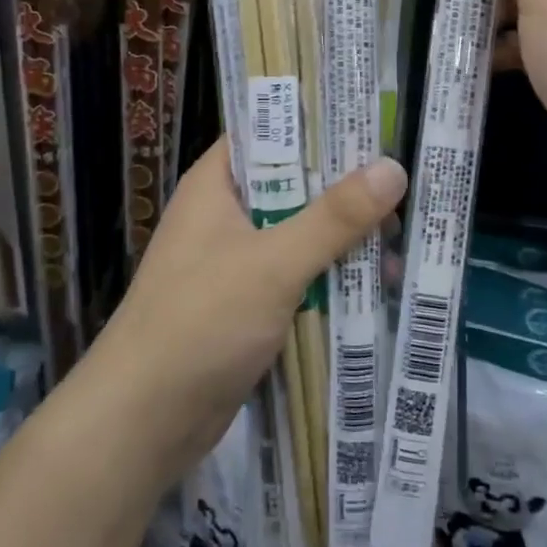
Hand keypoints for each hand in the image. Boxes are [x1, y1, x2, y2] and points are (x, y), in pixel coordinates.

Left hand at [81, 139, 406, 485]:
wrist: (142, 423)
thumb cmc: (200, 322)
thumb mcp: (273, 263)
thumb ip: (334, 217)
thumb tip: (393, 167)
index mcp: (218, 184)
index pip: (269, 132)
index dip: (317, 123)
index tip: (372, 124)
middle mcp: (225, 215)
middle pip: (293, 185)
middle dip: (345, 189)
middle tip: (404, 185)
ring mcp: (236, 261)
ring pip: (300, 234)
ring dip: (344, 239)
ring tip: (402, 239)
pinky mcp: (247, 304)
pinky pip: (297, 276)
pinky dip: (331, 277)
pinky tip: (377, 284)